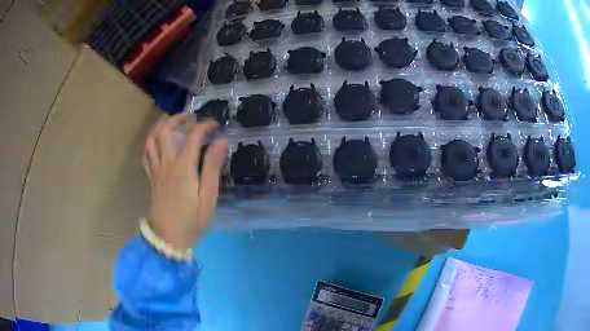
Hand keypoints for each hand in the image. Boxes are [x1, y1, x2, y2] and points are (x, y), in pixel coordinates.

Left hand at [142, 114, 228, 248]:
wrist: (168, 238)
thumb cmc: (191, 220)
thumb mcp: (208, 197)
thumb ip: (213, 167)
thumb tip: (221, 142)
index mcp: (183, 168)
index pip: (192, 136)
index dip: (205, 126)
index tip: (216, 125)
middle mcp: (166, 164)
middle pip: (165, 131)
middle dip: (178, 119)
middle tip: (191, 118)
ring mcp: (156, 170)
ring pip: (151, 139)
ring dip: (161, 126)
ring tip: (173, 124)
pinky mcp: (151, 178)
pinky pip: (146, 154)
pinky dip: (151, 142)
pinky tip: (159, 143)